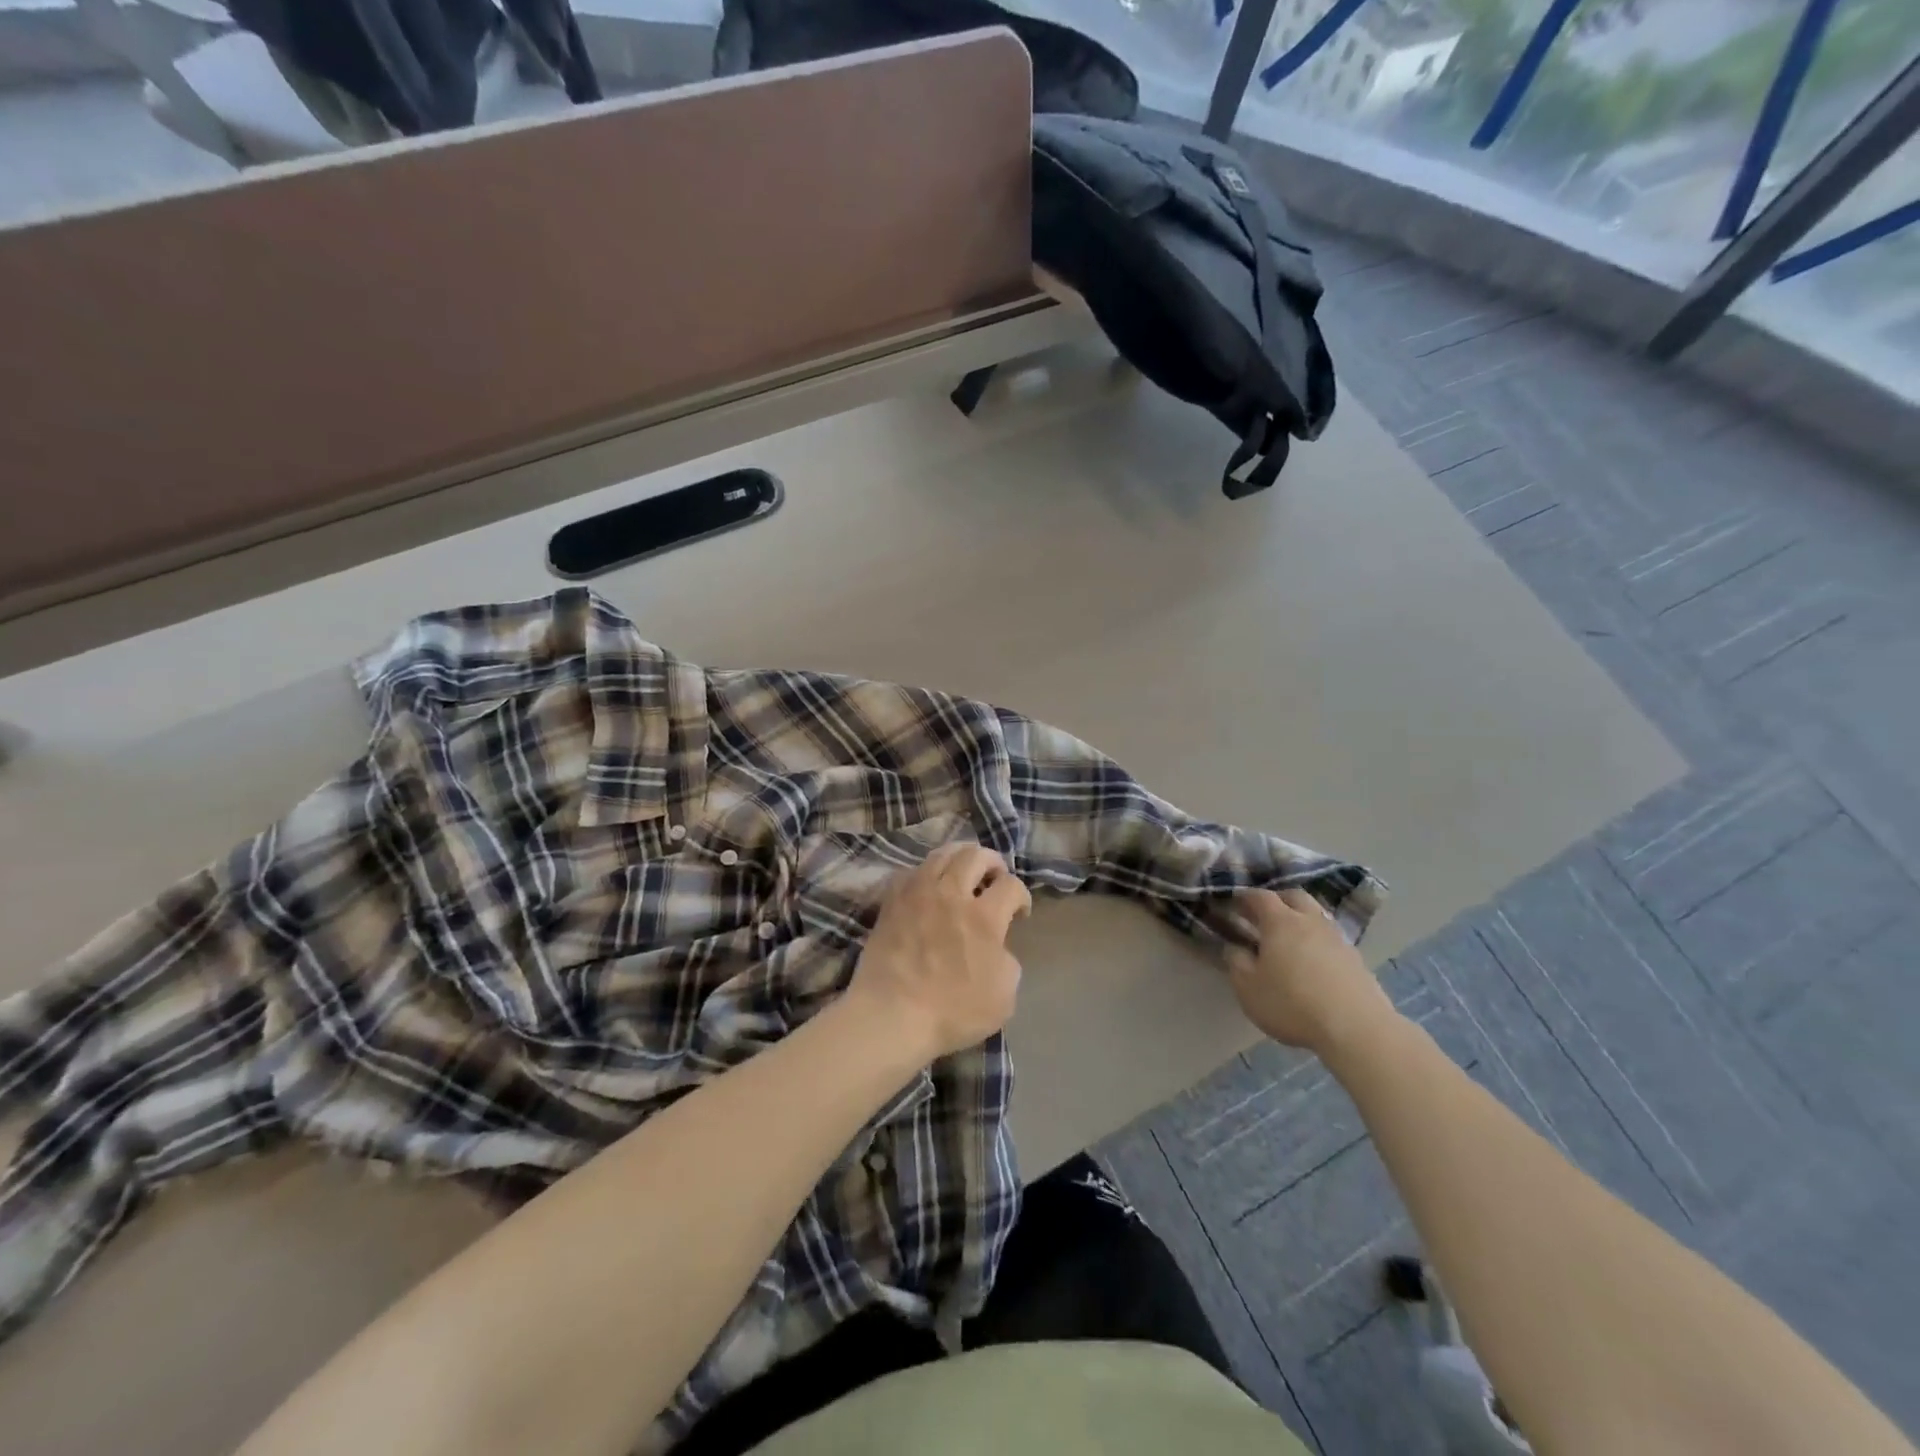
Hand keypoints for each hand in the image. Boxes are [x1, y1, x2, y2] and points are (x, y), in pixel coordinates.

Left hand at [849, 843, 1032, 1060]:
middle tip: (995, 877)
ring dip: (960, 858)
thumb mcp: (1004, 996)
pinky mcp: (892, 900)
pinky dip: (926, 872)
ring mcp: (918, 893)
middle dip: (993, 862)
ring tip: (963, 871)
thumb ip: (1008, 961)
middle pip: (976, 855)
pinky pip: (911, 870)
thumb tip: (997, 946)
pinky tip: (929, 886)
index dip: (1021, 896)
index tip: (1019, 912)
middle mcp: (952, 894)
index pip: (1011, 885)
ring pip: (942, 854)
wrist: (892, 1015)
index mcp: (984, 917)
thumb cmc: (952, 1011)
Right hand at [1225, 888, 1396, 1057]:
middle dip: (1276, 900)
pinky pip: (1331, 939)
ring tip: (1289, 939)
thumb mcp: (1248, 988)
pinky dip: (1318, 942)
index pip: (1259, 896)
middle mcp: (1310, 921)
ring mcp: (1338, 939)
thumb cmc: (1292, 1004)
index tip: (1232, 904)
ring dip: (1301, 920)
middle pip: (1294, 897)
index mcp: (1280, 921)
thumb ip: (1236, 962)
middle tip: (1262, 915)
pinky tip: (1313, 962)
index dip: (1244, 897)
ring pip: (1317, 916)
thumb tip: (1235, 947)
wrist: (1358, 1030)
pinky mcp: (1357, 960)